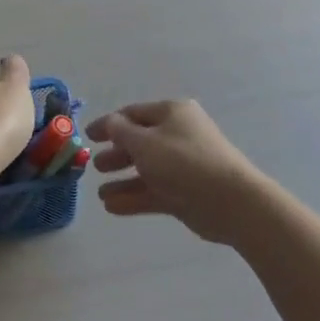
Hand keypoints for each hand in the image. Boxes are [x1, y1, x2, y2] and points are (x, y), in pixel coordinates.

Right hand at [87, 99, 264, 243]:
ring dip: (122, 180)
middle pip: (140, 142)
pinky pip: (154, 192)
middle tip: (95, 166)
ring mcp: (183, 166)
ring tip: (101, 193)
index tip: (88, 136)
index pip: (133, 114)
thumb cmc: (183, 161)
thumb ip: (119, 131)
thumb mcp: (144, 141)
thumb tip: (109, 123)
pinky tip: (112, 207)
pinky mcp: (186, 193)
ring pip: (147, 170)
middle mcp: (178, 135)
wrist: (231, 201)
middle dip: (116, 154)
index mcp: (172, 113)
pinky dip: (134, 198)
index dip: (109, 124)